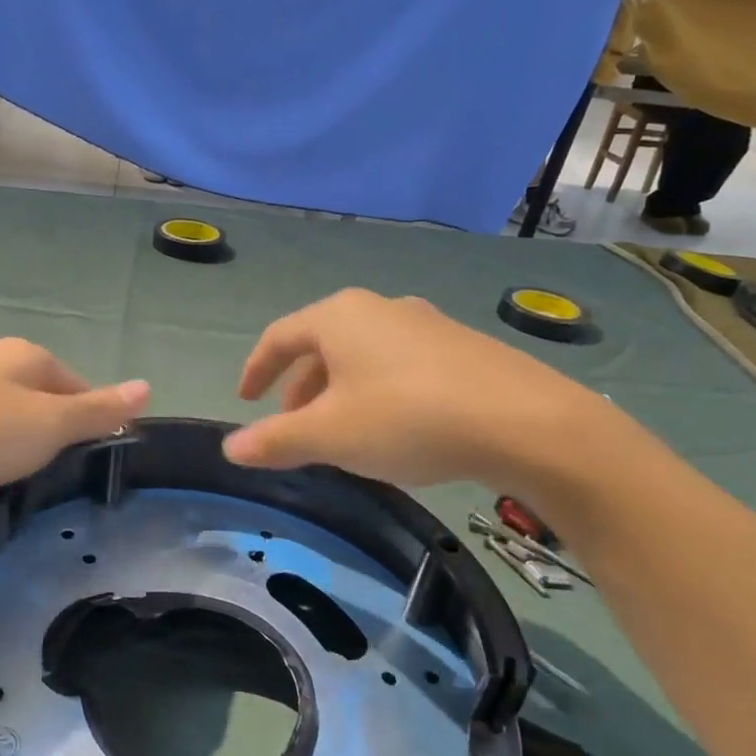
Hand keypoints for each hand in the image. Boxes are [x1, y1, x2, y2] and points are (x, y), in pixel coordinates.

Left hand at [0, 339, 148, 528]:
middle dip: (56, 442)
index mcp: (27, 356)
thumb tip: (147, 386)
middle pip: (48, 406)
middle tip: (59, 480)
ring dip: (24, 455)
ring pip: (15, 427)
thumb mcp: (50, 424)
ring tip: (25, 488)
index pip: (81, 388)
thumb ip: (98, 410)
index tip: (90, 463)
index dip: (92, 424)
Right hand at [222, 288, 615, 496]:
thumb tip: (230, 447)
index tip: (245, 399)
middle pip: (321, 345)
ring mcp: (425, 324)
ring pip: (361, 355)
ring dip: (337, 391)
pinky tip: (391, 427)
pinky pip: (397, 364)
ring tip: (339, 432)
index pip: (279, 337)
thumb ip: (275, 440)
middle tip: (291, 425)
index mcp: (339, 317)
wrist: (525, 422)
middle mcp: (379, 308)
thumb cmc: (407, 418)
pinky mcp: (460, 347)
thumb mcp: (329, 436)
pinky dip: (375, 391)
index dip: (256, 369)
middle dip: (299, 387)